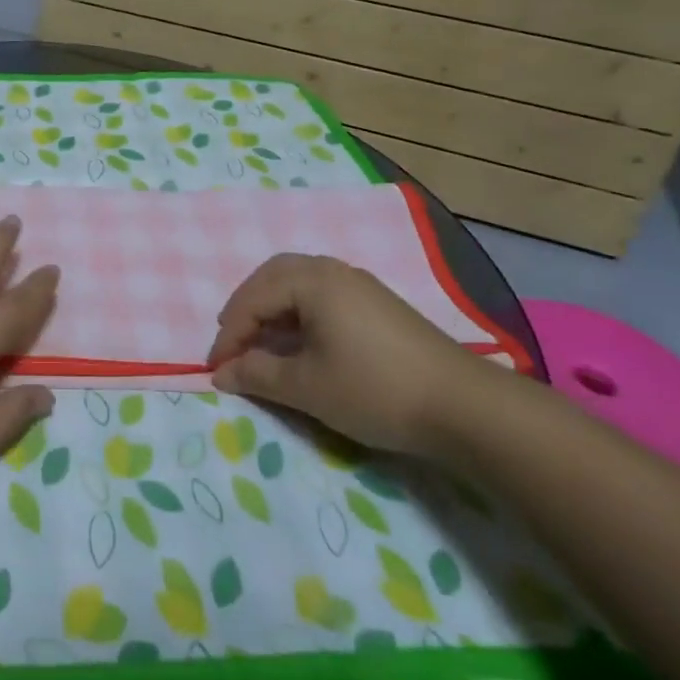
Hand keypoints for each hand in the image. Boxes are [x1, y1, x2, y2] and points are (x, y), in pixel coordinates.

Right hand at [207, 254, 482, 455]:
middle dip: (246, 307)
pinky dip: (297, 311)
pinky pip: (321, 293)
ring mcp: (359, 284)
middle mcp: (334, 271)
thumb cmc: (375, 390)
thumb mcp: (307, 387)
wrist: (464, 408)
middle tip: (233, 340)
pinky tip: (300, 340)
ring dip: (271, 307)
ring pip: (298, 281)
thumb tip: (222, 372)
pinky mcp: (378, 304)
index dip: (229, 335)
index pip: (253, 300)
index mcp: (312, 282)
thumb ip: (258, 375)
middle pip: (273, 276)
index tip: (215, 368)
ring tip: (260, 339)